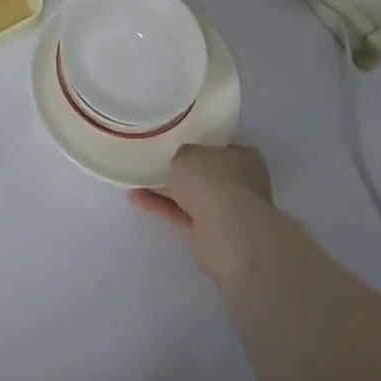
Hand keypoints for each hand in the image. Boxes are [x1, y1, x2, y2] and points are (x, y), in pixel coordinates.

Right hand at [130, 144, 273, 281]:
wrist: (226, 233)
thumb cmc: (212, 180)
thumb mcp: (186, 153)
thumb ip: (180, 157)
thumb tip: (180, 167)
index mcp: (243, 157)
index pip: (217, 148)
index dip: (196, 145)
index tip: (173, 144)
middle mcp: (239, 183)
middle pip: (204, 174)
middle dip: (181, 171)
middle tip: (153, 163)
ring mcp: (227, 211)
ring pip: (192, 196)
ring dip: (167, 191)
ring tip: (137, 180)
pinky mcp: (212, 235)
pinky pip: (183, 215)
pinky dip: (162, 207)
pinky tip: (137, 198)